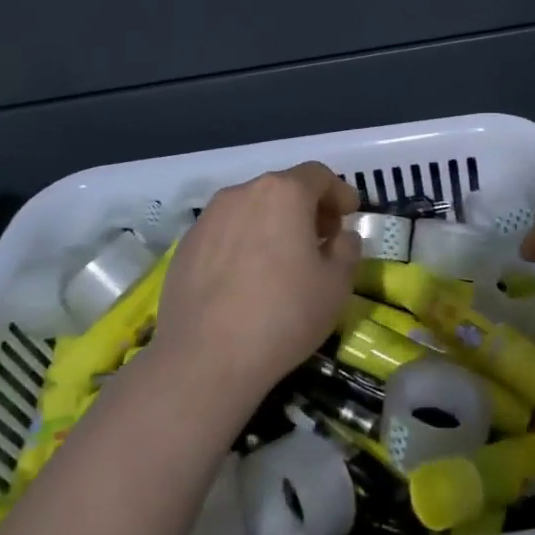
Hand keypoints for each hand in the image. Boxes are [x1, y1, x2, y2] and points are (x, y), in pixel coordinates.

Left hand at [151, 162, 360, 424]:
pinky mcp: (185, 246)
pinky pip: (225, 233)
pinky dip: (244, 243)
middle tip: (322, 240)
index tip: (349, 215)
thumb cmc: (283, 315)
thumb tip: (341, 237)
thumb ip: (347, 250)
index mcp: (284, 193)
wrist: (205, 359)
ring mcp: (208, 218)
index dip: (339, 192)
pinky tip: (247, 280)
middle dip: (307, 208)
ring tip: (284, 261)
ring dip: (273, 224)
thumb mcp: (336, 286)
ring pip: (251, 209)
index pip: (318, 175)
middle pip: (283, 188)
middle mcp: (242, 193)